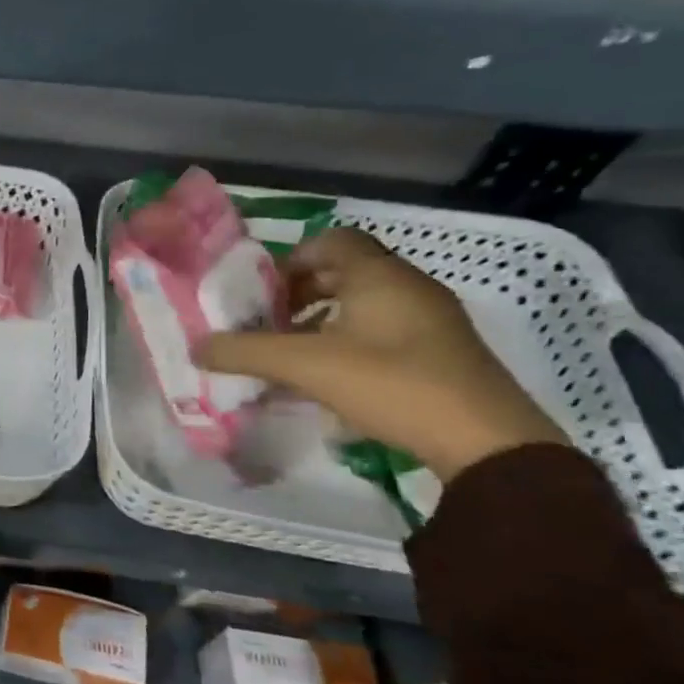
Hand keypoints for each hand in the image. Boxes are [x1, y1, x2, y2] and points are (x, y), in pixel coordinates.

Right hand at [195, 228, 566, 482]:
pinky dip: (350, 339)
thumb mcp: (305, 366)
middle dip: (300, 293)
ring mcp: (432, 320)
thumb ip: (245, 352)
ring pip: (364, 302)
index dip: (290, 259)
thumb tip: (196, 347)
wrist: (487, 443)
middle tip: (269, 323)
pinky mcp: (442, 352)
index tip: (262, 293)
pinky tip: (332, 376)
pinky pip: (384, 329)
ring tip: (294, 353)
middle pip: (344, 271)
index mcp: (379, 276)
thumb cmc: (392, 384)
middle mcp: (409, 286)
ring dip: (323, 318)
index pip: (330, 240)